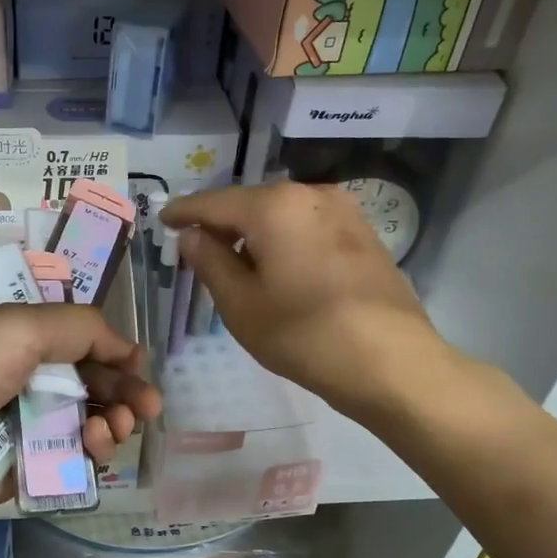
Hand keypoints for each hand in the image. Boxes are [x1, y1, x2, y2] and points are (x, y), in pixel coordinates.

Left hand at [0, 303, 160, 528]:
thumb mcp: (22, 324)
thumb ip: (82, 327)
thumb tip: (126, 348)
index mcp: (9, 336)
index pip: (72, 339)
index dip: (109, 350)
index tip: (137, 365)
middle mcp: (14, 378)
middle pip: (84, 383)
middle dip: (121, 391)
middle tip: (148, 407)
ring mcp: (15, 426)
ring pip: (81, 423)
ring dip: (111, 422)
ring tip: (118, 427)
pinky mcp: (17, 471)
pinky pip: (65, 460)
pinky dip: (88, 453)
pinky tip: (97, 446)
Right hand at [162, 181, 446, 417]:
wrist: (393, 362)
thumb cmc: (304, 335)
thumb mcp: (241, 304)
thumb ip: (210, 262)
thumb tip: (192, 235)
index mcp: (274, 206)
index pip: (214, 202)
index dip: (184, 212)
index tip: (163, 220)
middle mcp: (310, 194)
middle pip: (250, 204)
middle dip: (221, 224)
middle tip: (197, 250)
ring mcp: (344, 212)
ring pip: (282, 215)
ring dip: (255, 234)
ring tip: (237, 266)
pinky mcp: (364, 234)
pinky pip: (308, 227)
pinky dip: (285, 240)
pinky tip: (280, 270)